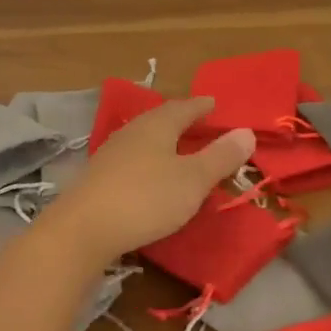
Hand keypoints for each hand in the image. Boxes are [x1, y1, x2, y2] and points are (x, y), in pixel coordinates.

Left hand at [39, 97, 254, 265]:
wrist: (84, 227)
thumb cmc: (146, 198)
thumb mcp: (192, 180)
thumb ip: (219, 157)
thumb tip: (246, 131)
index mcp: (156, 126)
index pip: (182, 108)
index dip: (200, 106)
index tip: (213, 103)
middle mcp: (132, 132)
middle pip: (159, 119)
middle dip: (180, 119)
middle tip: (198, 121)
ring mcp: (111, 153)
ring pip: (143, 137)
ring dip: (162, 138)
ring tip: (176, 145)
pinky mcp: (99, 176)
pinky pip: (131, 156)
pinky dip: (148, 158)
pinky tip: (149, 172)